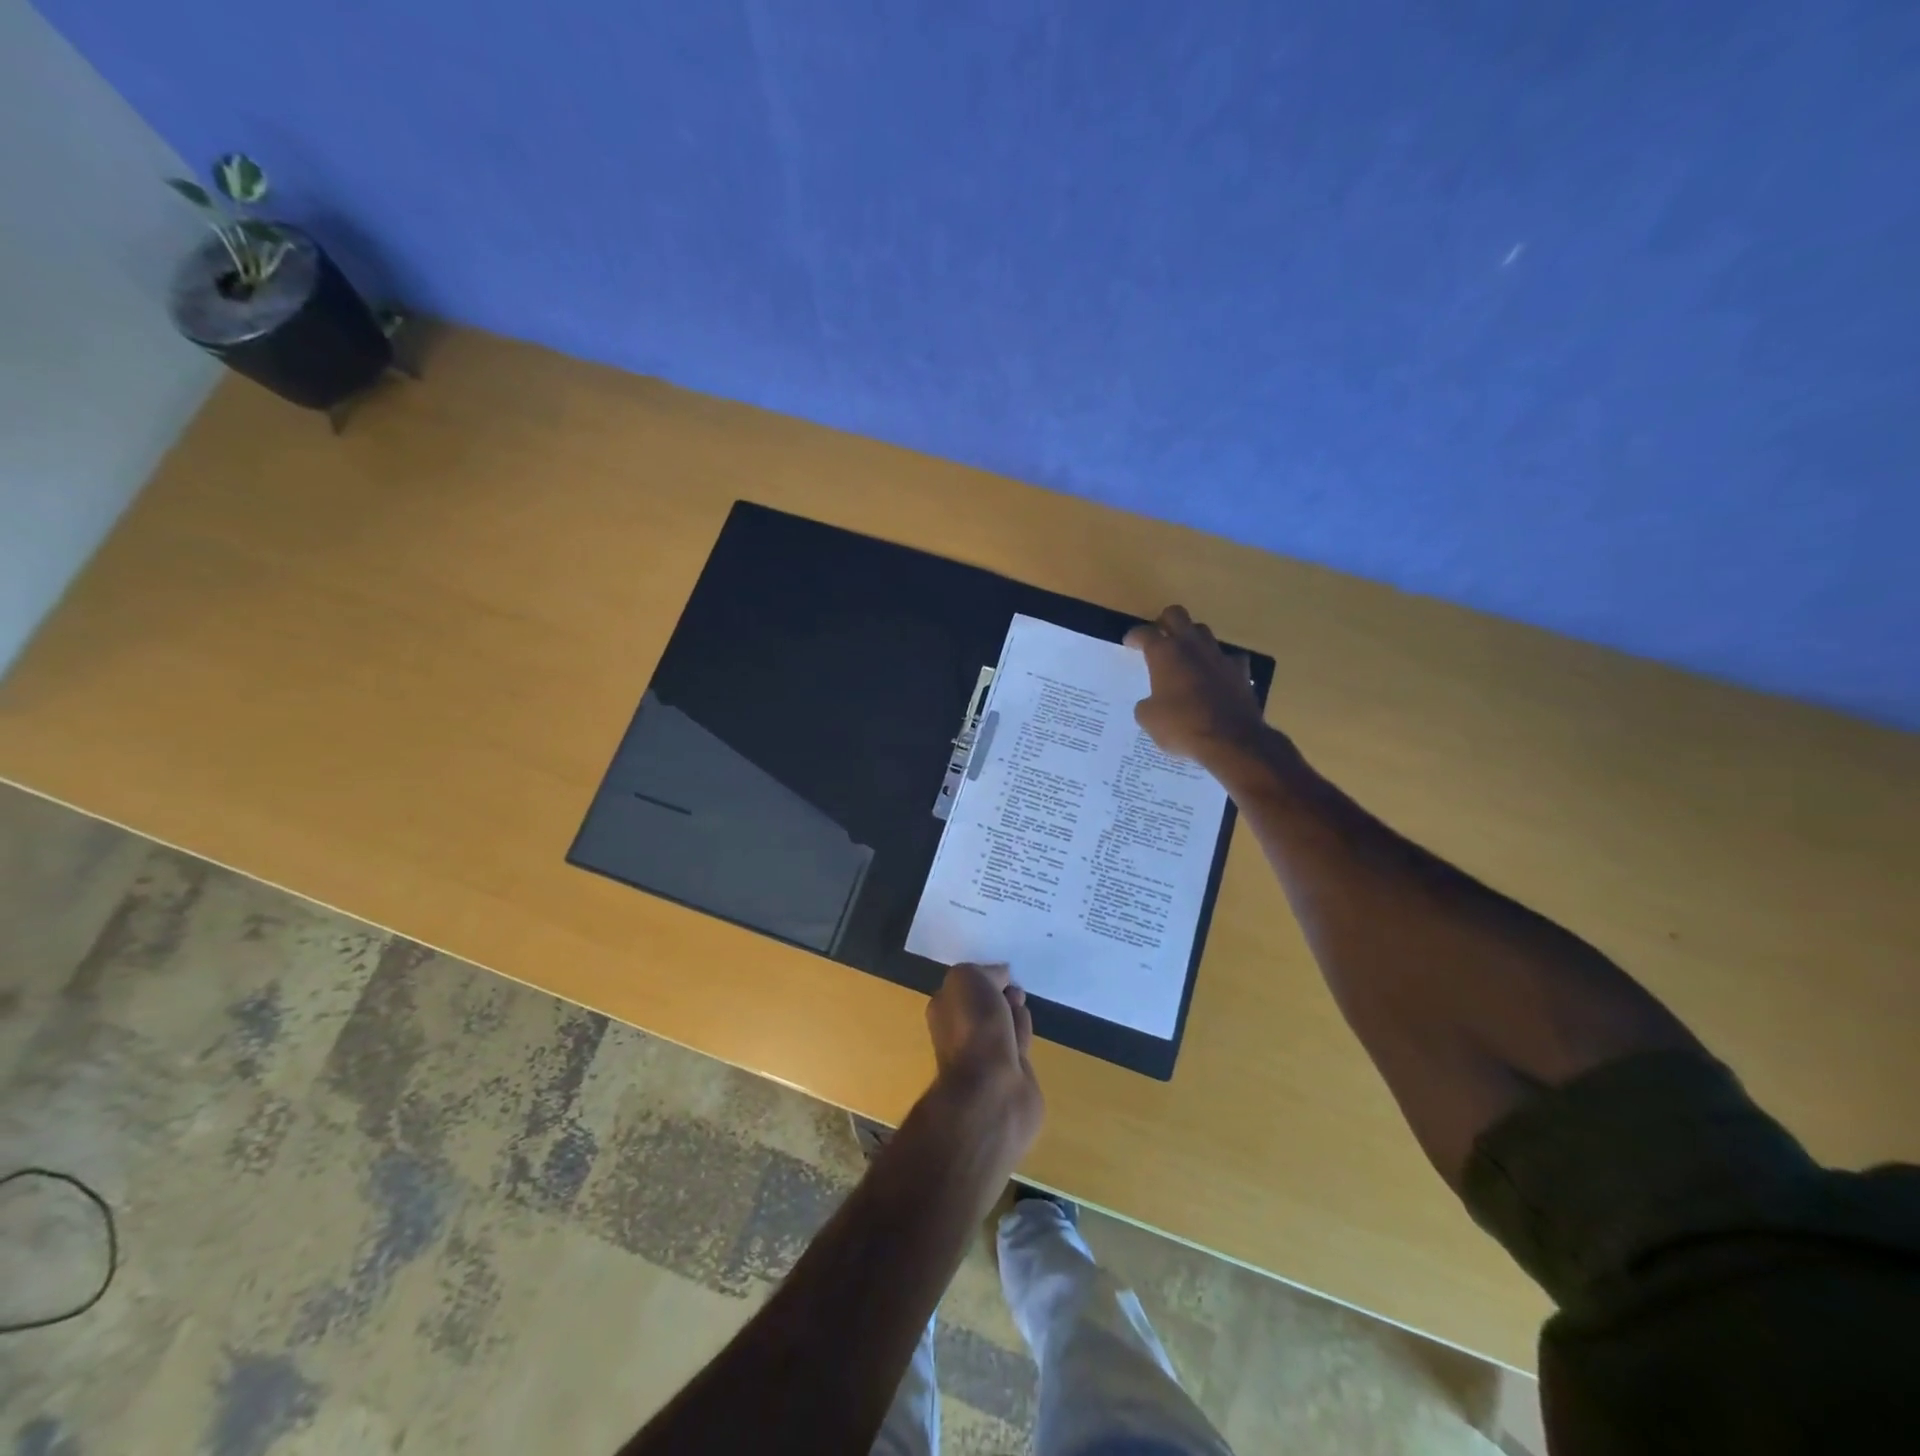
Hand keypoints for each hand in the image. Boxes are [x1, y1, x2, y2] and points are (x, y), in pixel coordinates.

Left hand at [926, 963, 1043, 1152]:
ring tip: (1020, 1005)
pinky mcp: (1011, 1074)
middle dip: (1001, 994)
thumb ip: (983, 971)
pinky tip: (1026, 1028)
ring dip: (1014, 1011)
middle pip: (985, 1005)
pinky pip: (1019, 1044)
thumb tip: (1001, 976)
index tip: (1002, 974)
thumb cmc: (974, 1027)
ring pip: (1003, 1024)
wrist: (992, 1088)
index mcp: (944, 1010)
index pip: (964, 987)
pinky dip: (1024, 1033)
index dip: (985, 977)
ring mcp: (986, 1056)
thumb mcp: (967, 978)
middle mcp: (961, 1033)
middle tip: (1014, 991)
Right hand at [1124, 605, 1269, 766]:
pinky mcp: (1241, 671)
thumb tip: (1150, 702)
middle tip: (1159, 638)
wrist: (1231, 740)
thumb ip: (1146, 704)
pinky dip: (1219, 663)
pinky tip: (1216, 676)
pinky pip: (1229, 658)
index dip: (1134, 637)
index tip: (1130, 643)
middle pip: (1176, 615)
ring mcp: (1219, 656)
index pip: (1145, 633)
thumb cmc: (1182, 726)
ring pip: (1203, 632)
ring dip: (1192, 639)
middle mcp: (1192, 646)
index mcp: (1165, 653)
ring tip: (1185, 656)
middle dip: (1164, 622)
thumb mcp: (1149, 719)